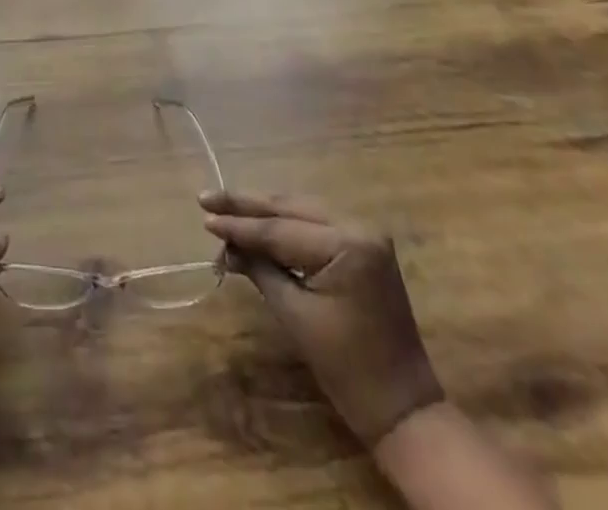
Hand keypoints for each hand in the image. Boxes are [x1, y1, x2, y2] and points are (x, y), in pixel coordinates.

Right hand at [202, 190, 443, 446]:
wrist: (403, 408)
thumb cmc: (349, 368)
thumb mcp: (296, 316)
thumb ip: (260, 270)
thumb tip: (226, 246)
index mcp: (348, 244)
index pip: (280, 230)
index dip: (239, 225)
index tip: (204, 216)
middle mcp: (359, 226)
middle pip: (290, 209)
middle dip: (246, 206)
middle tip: (206, 199)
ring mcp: (365, 234)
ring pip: (301, 212)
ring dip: (263, 214)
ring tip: (224, 209)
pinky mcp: (363, 246)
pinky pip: (315, 225)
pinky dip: (284, 226)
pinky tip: (258, 225)